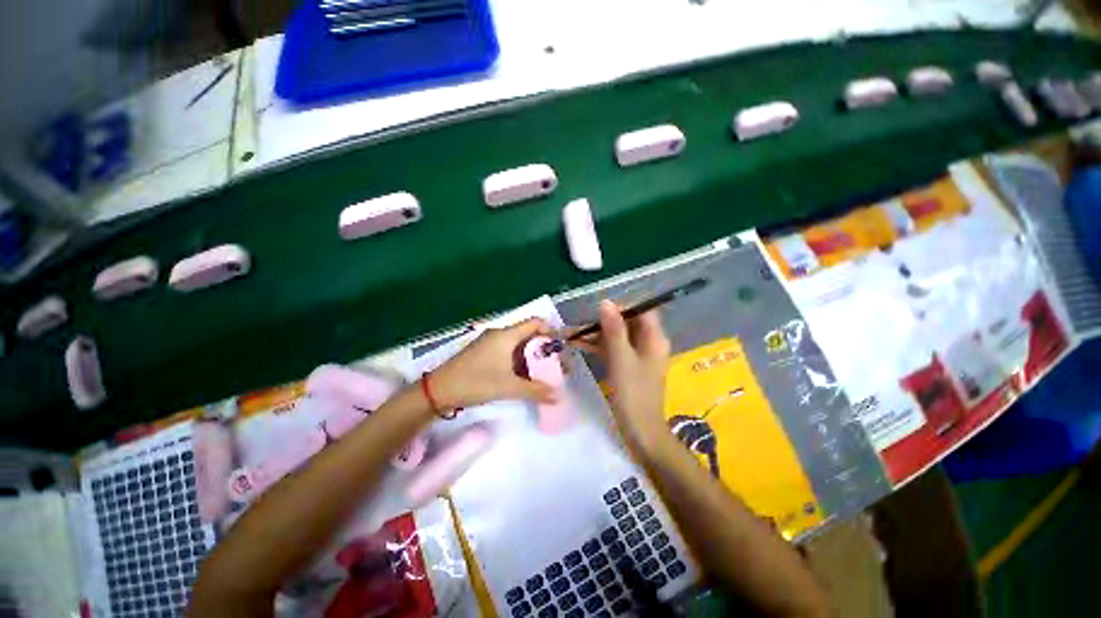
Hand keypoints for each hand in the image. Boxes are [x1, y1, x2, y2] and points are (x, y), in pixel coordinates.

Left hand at [430, 318, 558, 410]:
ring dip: (532, 357)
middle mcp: (500, 335)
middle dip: (544, 349)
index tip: (559, 349)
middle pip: (529, 335)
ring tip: (544, 373)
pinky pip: (509, 352)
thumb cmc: (475, 382)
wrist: (439, 390)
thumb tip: (558, 396)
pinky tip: (525, 377)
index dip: (550, 332)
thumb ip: (535, 390)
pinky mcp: (485, 353)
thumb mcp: (508, 387)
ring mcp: (491, 344)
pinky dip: (520, 362)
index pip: (535, 323)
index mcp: (506, 335)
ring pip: (519, 345)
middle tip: (556, 366)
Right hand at [575, 301, 670, 452]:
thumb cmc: (633, 393)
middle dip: (602, 321)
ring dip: (596, 334)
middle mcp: (648, 343)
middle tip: (579, 324)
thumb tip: (606, 302)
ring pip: (616, 336)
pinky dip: (598, 346)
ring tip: (571, 334)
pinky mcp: (628, 365)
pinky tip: (578, 345)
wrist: (640, 430)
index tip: (597, 311)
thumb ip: (614, 329)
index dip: (621, 307)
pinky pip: (613, 349)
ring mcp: (638, 354)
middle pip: (626, 323)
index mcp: (654, 338)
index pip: (641, 310)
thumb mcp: (621, 358)